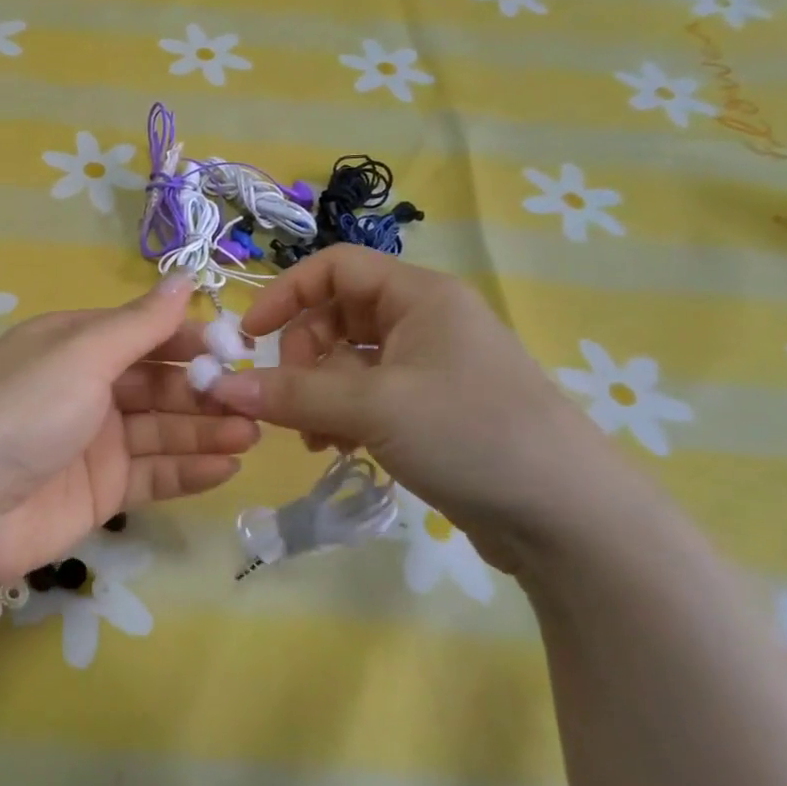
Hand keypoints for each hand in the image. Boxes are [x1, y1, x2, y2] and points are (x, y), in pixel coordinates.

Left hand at [0, 275, 258, 585]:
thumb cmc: (23, 412)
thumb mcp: (81, 355)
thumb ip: (139, 323)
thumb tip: (186, 276)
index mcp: (73, 345)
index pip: (143, 333)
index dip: (189, 338)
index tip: (238, 348)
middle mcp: (85, 388)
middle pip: (157, 383)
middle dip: (204, 390)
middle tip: (255, 401)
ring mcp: (93, 442)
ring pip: (161, 429)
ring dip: (206, 430)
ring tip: (253, 434)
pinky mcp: (100, 491)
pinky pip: (153, 474)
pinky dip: (188, 470)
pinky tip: (227, 467)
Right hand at [206, 247, 644, 572]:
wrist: (568, 518)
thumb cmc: (471, 434)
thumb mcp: (373, 407)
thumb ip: (291, 393)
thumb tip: (218, 386)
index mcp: (419, 295)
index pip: (333, 267)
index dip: (285, 294)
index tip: (249, 337)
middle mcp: (423, 321)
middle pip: (334, 317)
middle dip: (302, 358)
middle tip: (291, 402)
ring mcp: (428, 366)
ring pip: (346, 361)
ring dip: (317, 394)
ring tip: (316, 437)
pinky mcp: (430, 408)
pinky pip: (365, 395)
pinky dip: (341, 416)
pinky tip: (340, 448)